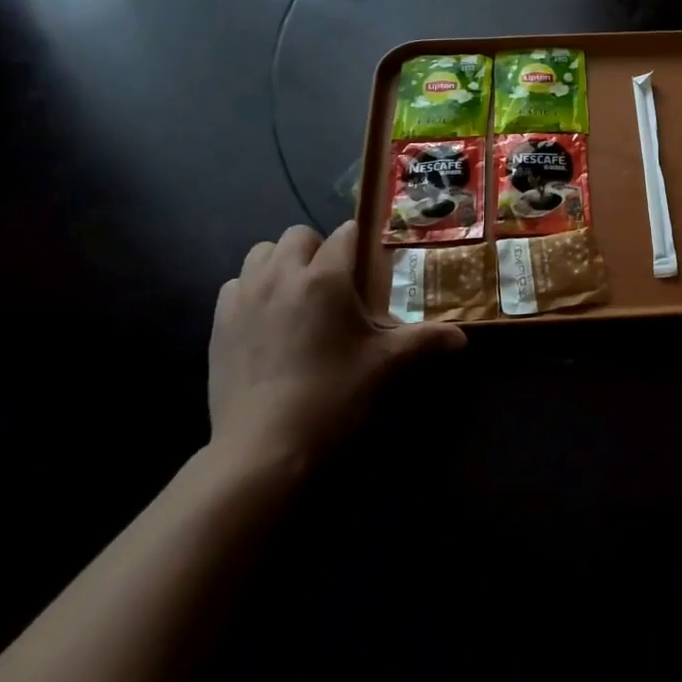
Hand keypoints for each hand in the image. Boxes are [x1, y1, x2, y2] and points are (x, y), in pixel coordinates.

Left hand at [209, 221, 464, 472]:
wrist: (263, 446)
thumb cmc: (332, 395)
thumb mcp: (385, 365)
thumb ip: (424, 341)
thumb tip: (462, 338)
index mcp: (325, 277)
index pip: (345, 235)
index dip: (359, 243)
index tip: (368, 263)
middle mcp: (282, 274)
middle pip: (298, 235)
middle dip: (318, 248)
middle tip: (333, 283)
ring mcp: (245, 296)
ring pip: (262, 253)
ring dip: (281, 262)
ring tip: (296, 294)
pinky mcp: (219, 321)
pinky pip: (235, 285)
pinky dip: (251, 289)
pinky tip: (265, 319)